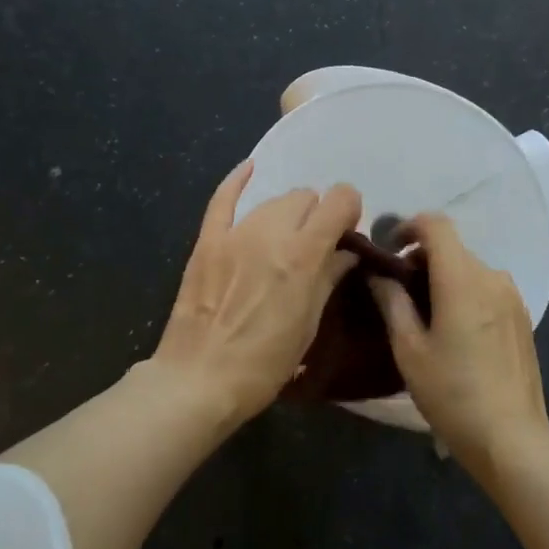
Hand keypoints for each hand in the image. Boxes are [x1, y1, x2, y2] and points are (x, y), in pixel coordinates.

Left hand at [154, 161, 361, 424]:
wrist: (199, 380)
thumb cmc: (264, 363)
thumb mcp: (308, 324)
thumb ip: (329, 278)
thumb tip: (345, 252)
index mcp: (303, 254)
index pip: (340, 200)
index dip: (349, 210)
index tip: (346, 231)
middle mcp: (272, 233)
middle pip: (306, 197)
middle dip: (317, 215)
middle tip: (313, 245)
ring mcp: (236, 234)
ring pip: (273, 200)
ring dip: (287, 213)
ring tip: (283, 240)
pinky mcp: (208, 241)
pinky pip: (223, 198)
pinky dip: (237, 180)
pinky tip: (249, 168)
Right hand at [371, 214, 548, 476]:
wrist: (512, 439)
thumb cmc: (452, 394)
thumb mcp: (409, 350)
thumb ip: (392, 302)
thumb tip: (377, 273)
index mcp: (461, 278)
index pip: (436, 224)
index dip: (408, 227)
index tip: (389, 251)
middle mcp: (491, 276)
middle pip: (452, 248)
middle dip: (421, 259)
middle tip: (398, 291)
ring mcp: (512, 296)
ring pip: (469, 269)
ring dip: (444, 278)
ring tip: (425, 315)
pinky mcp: (522, 316)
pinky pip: (486, 288)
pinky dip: (464, 293)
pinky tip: (455, 331)